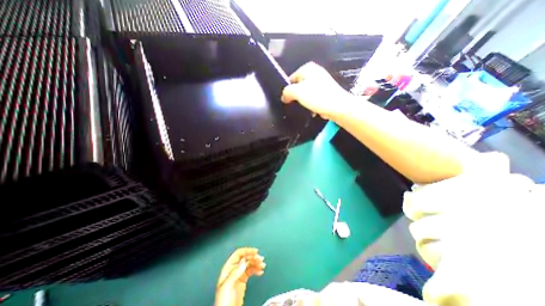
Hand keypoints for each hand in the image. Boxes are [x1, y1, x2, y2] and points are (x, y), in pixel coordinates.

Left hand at [215, 248, 266, 305]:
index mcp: (228, 269)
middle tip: (260, 259)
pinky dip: (256, 269)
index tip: (255, 251)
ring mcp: (238, 276)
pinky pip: (251, 271)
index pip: (238, 254)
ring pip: (249, 264)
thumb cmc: (223, 303)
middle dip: (253, 257)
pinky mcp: (243, 281)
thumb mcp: (227, 286)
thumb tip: (243, 261)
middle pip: (245, 258)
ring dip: (256, 263)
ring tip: (262, 265)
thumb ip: (235, 273)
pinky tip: (260, 270)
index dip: (247, 251)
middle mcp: (233, 270)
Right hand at [280, 61, 353, 117]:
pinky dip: (313, 104)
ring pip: (306, 94)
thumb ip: (287, 92)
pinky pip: (314, 99)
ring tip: (309, 107)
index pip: (290, 79)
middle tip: (299, 104)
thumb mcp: (297, 92)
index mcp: (307, 68)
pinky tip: (315, 109)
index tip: (288, 100)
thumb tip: (284, 96)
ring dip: (305, 102)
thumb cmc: (318, 97)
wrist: (338, 107)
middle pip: (298, 87)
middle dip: (297, 97)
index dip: (288, 91)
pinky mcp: (326, 92)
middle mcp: (315, 72)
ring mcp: (321, 82)